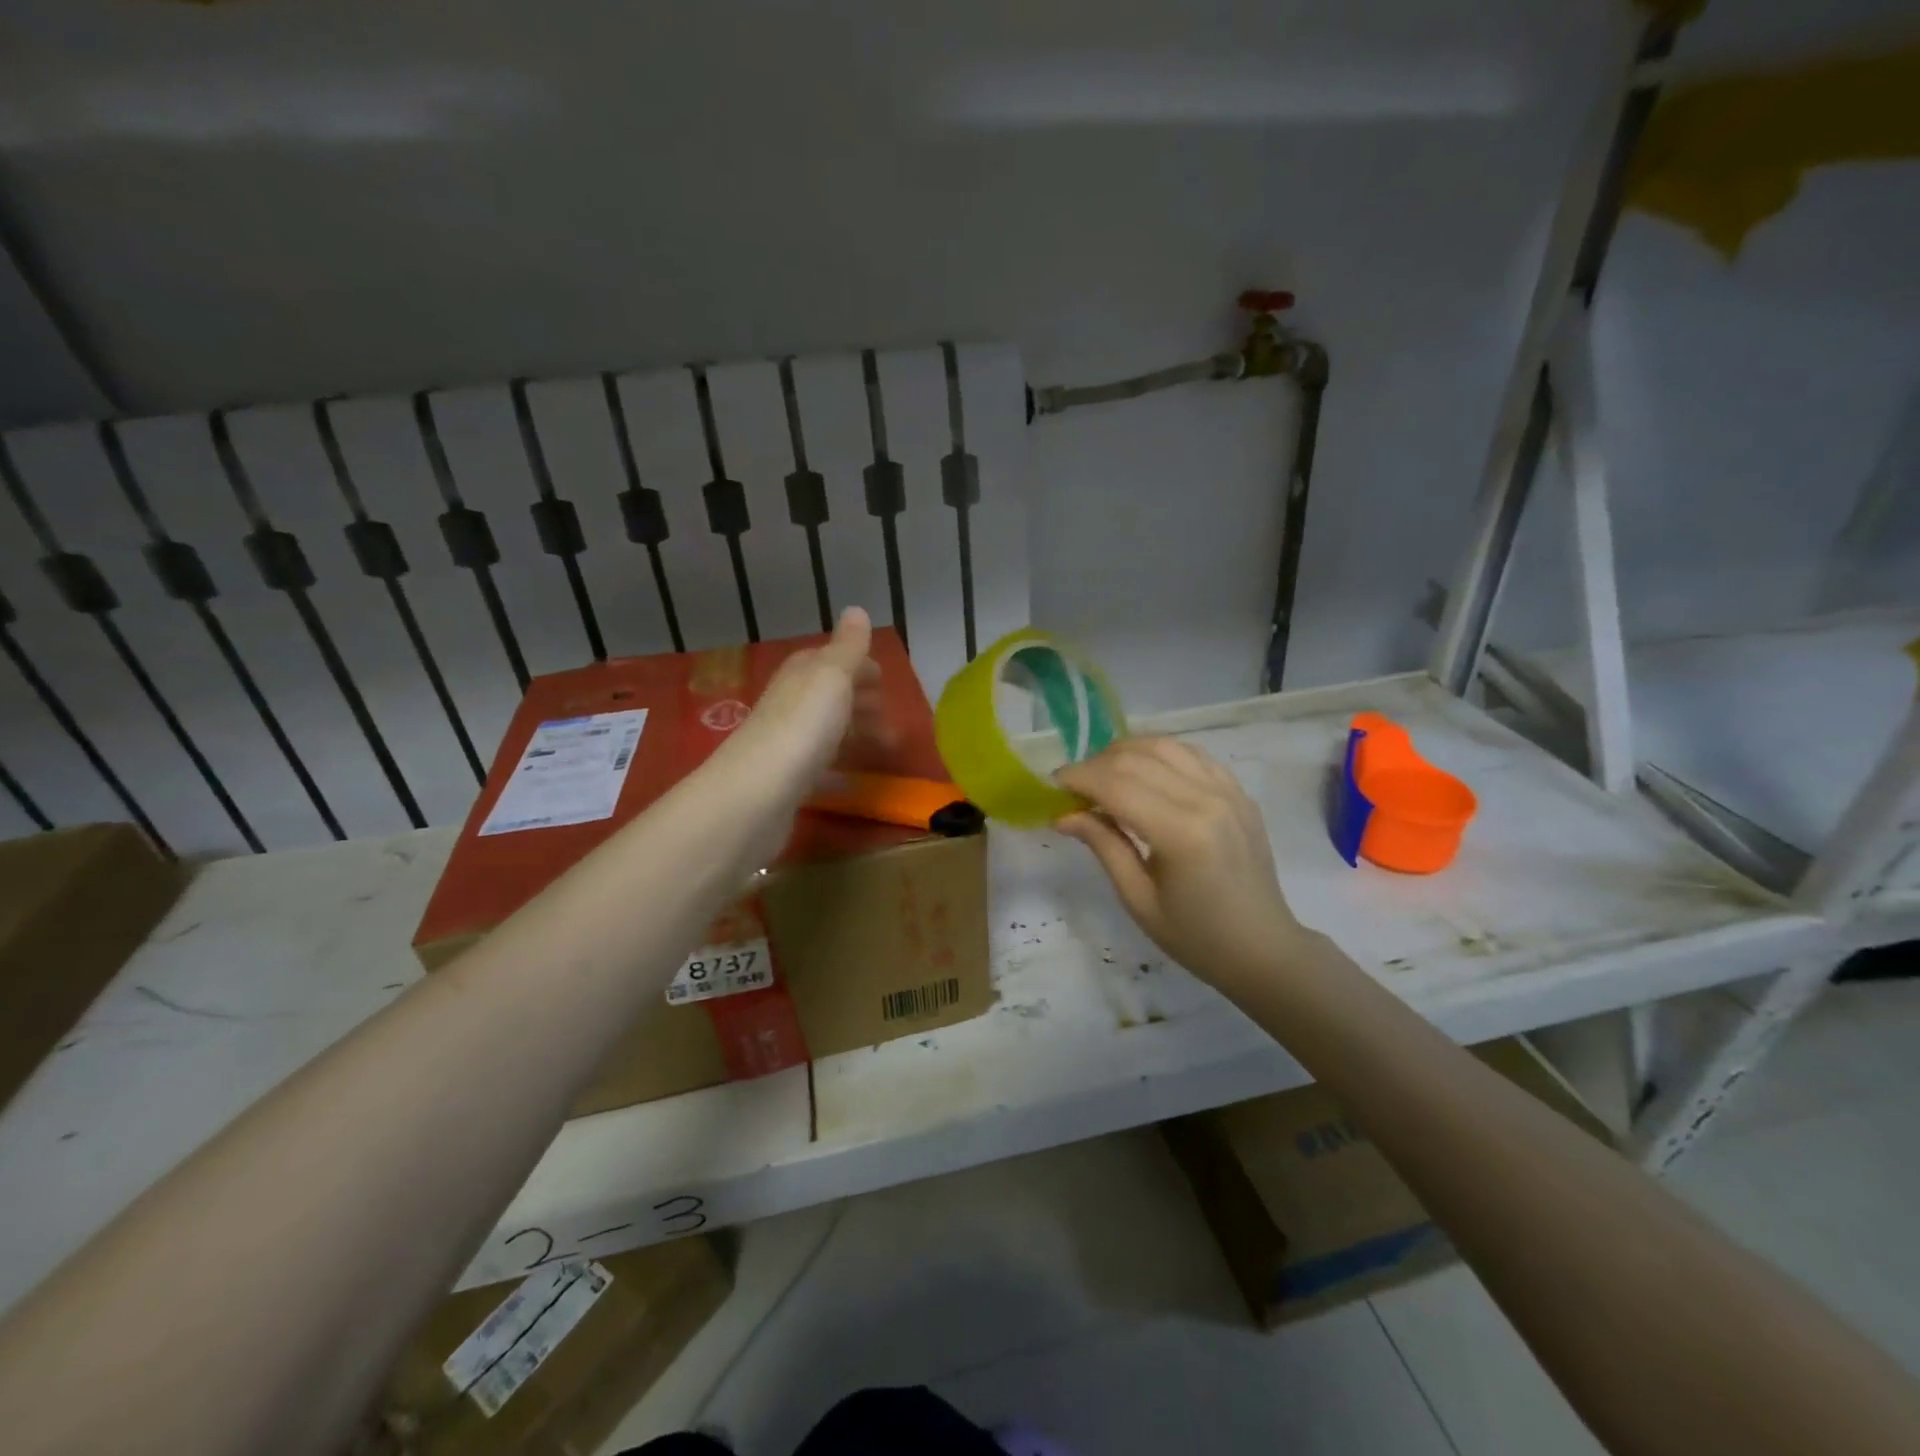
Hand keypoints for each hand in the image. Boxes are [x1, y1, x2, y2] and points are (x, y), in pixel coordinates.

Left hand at [713, 607, 890, 804]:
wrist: (757, 792)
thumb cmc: (803, 726)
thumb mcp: (832, 676)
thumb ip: (848, 647)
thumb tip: (855, 608)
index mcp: (801, 674)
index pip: (831, 660)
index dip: (860, 668)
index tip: (886, 684)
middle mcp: (790, 703)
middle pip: (829, 696)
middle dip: (861, 703)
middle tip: (890, 721)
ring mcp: (786, 742)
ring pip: (826, 731)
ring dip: (854, 735)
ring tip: (882, 751)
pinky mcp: (786, 780)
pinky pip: (819, 768)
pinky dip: (838, 770)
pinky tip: (853, 782)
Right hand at [1055, 737, 1303, 988]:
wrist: (1262, 948)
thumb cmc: (1195, 936)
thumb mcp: (1138, 899)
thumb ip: (1103, 846)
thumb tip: (1063, 814)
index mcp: (1181, 833)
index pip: (1116, 784)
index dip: (1078, 778)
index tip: (1053, 787)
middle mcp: (1206, 799)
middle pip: (1135, 758)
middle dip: (1094, 765)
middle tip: (1074, 788)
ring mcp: (1228, 790)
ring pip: (1163, 745)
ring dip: (1124, 753)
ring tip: (1104, 777)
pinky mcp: (1239, 791)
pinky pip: (1190, 754)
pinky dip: (1158, 754)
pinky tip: (1143, 774)